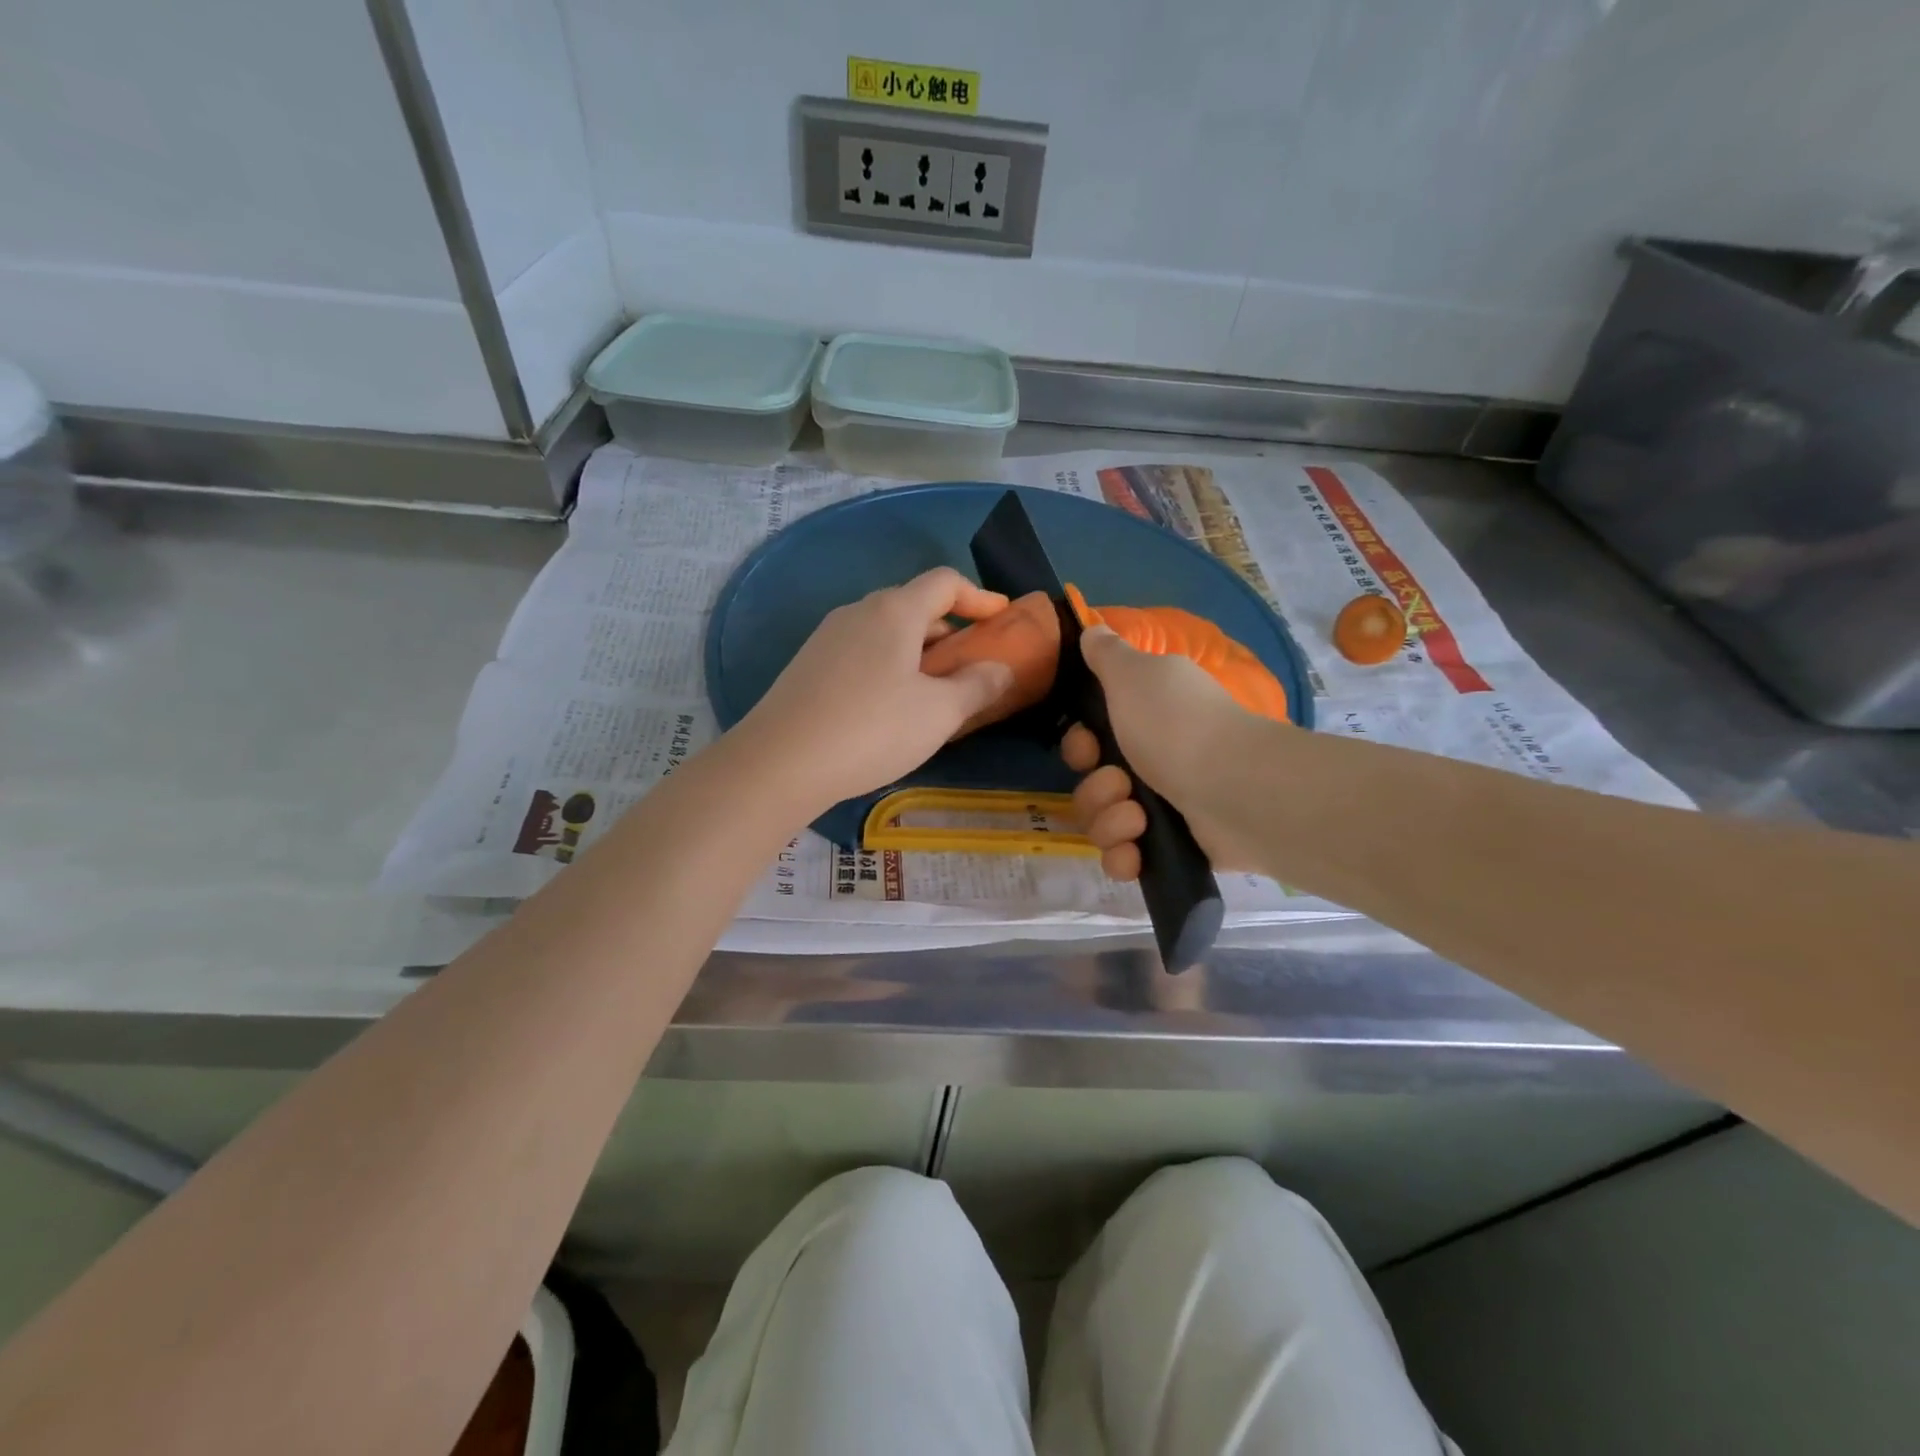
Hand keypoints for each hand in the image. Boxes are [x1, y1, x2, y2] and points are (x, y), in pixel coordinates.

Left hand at [735, 567, 1014, 816]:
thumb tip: (1000, 669)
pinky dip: (889, 664)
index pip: (945, 582)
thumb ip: (978, 686)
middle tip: (970, 663)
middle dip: (948, 628)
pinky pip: (862, 651)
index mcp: (894, 611)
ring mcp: (827, 637)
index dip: (979, 596)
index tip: (1001, 618)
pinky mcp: (808, 665)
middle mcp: (858, 611)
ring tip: (934, 689)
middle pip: (913, 604)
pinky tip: (890, 705)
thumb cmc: (872, 729)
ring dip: (918, 650)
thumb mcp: (939, 713)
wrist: (779, 763)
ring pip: (885, 631)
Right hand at [1062, 625, 1266, 879]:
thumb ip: (1107, 654)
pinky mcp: (1173, 848)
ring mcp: (1165, 807)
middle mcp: (1153, 761)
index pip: (1089, 741)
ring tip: (1138, 818)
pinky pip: (1126, 858)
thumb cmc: (1177, 726)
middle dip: (1095, 789)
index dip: (1079, 747)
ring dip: (1109, 821)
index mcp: (1144, 721)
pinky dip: (1125, 857)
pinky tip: (1136, 853)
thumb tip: (1093, 628)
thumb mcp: (1134, 675)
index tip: (1090, 747)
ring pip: (1103, 822)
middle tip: (1120, 784)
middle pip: (1092, 785)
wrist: (1237, 790)